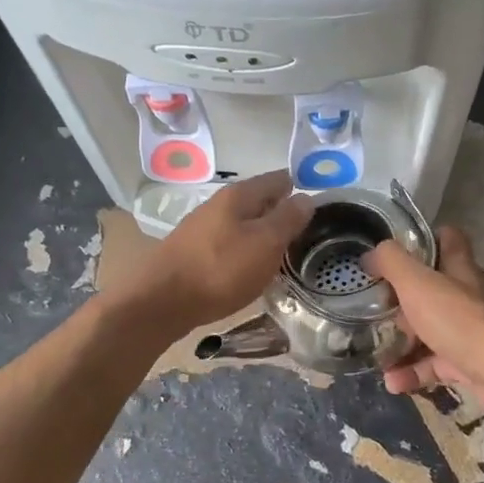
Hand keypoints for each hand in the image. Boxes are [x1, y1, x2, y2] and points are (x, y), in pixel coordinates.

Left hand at [126, 171, 314, 331]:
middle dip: (282, 213)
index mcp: (239, 195)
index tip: (322, 205)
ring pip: (244, 224)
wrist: (161, 303)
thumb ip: (288, 219)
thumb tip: (306, 198)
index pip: (278, 179)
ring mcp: (203, 228)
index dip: (301, 188)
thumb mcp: (265, 243)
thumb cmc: (220, 269)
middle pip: (260, 201)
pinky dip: (246, 252)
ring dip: (264, 234)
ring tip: (285, 254)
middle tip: (309, 233)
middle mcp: (219, 204)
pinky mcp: (194, 252)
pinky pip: (230, 244)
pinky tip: (252, 269)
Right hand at [365, 227, 483, 421]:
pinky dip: (413, 373)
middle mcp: (466, 297)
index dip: (426, 239)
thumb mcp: (418, 283)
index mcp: (459, 269)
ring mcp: (469, 332)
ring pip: (430, 331)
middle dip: (402, 301)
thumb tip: (370, 255)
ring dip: (402, 344)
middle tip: (376, 309)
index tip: (397, 250)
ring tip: (376, 355)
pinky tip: (392, 383)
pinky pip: (435, 366)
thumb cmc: (461, 319)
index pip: (449, 240)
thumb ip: (392, 263)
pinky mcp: (469, 365)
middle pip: (432, 290)